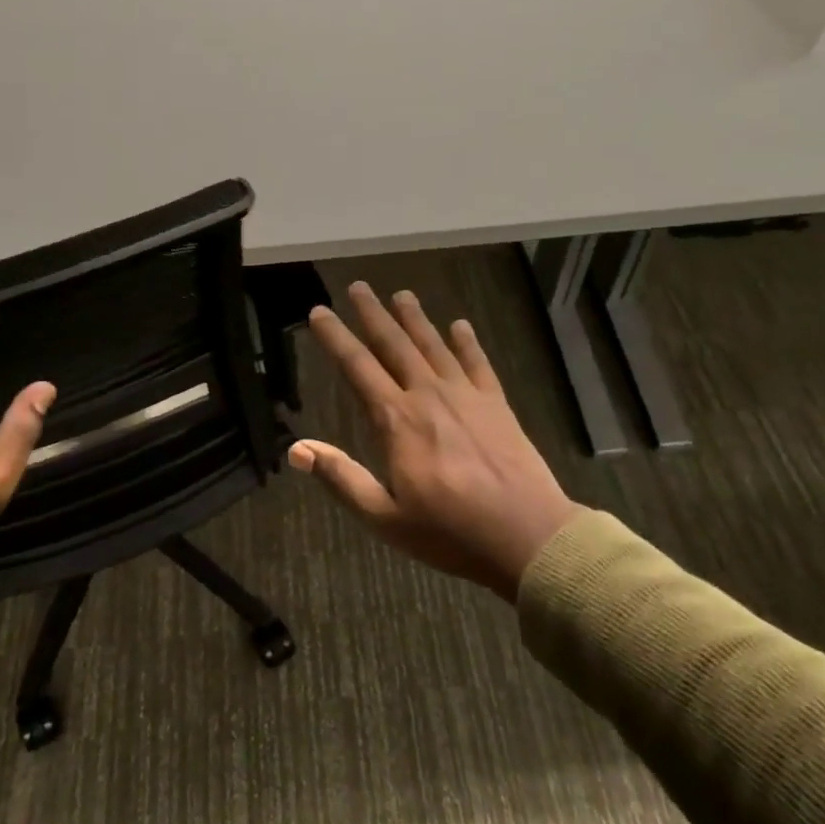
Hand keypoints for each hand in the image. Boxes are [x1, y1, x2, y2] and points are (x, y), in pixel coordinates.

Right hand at [290, 282, 578, 600]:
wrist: (528, 536)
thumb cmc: (450, 532)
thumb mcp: (385, 517)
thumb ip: (341, 478)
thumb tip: (296, 448)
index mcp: (397, 421)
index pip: (358, 367)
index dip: (335, 337)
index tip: (319, 312)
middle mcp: (429, 396)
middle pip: (395, 345)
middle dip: (373, 314)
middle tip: (358, 287)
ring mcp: (466, 396)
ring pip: (434, 346)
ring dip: (416, 319)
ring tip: (402, 294)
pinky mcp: (497, 404)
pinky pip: (478, 363)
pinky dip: (467, 342)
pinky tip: (460, 325)